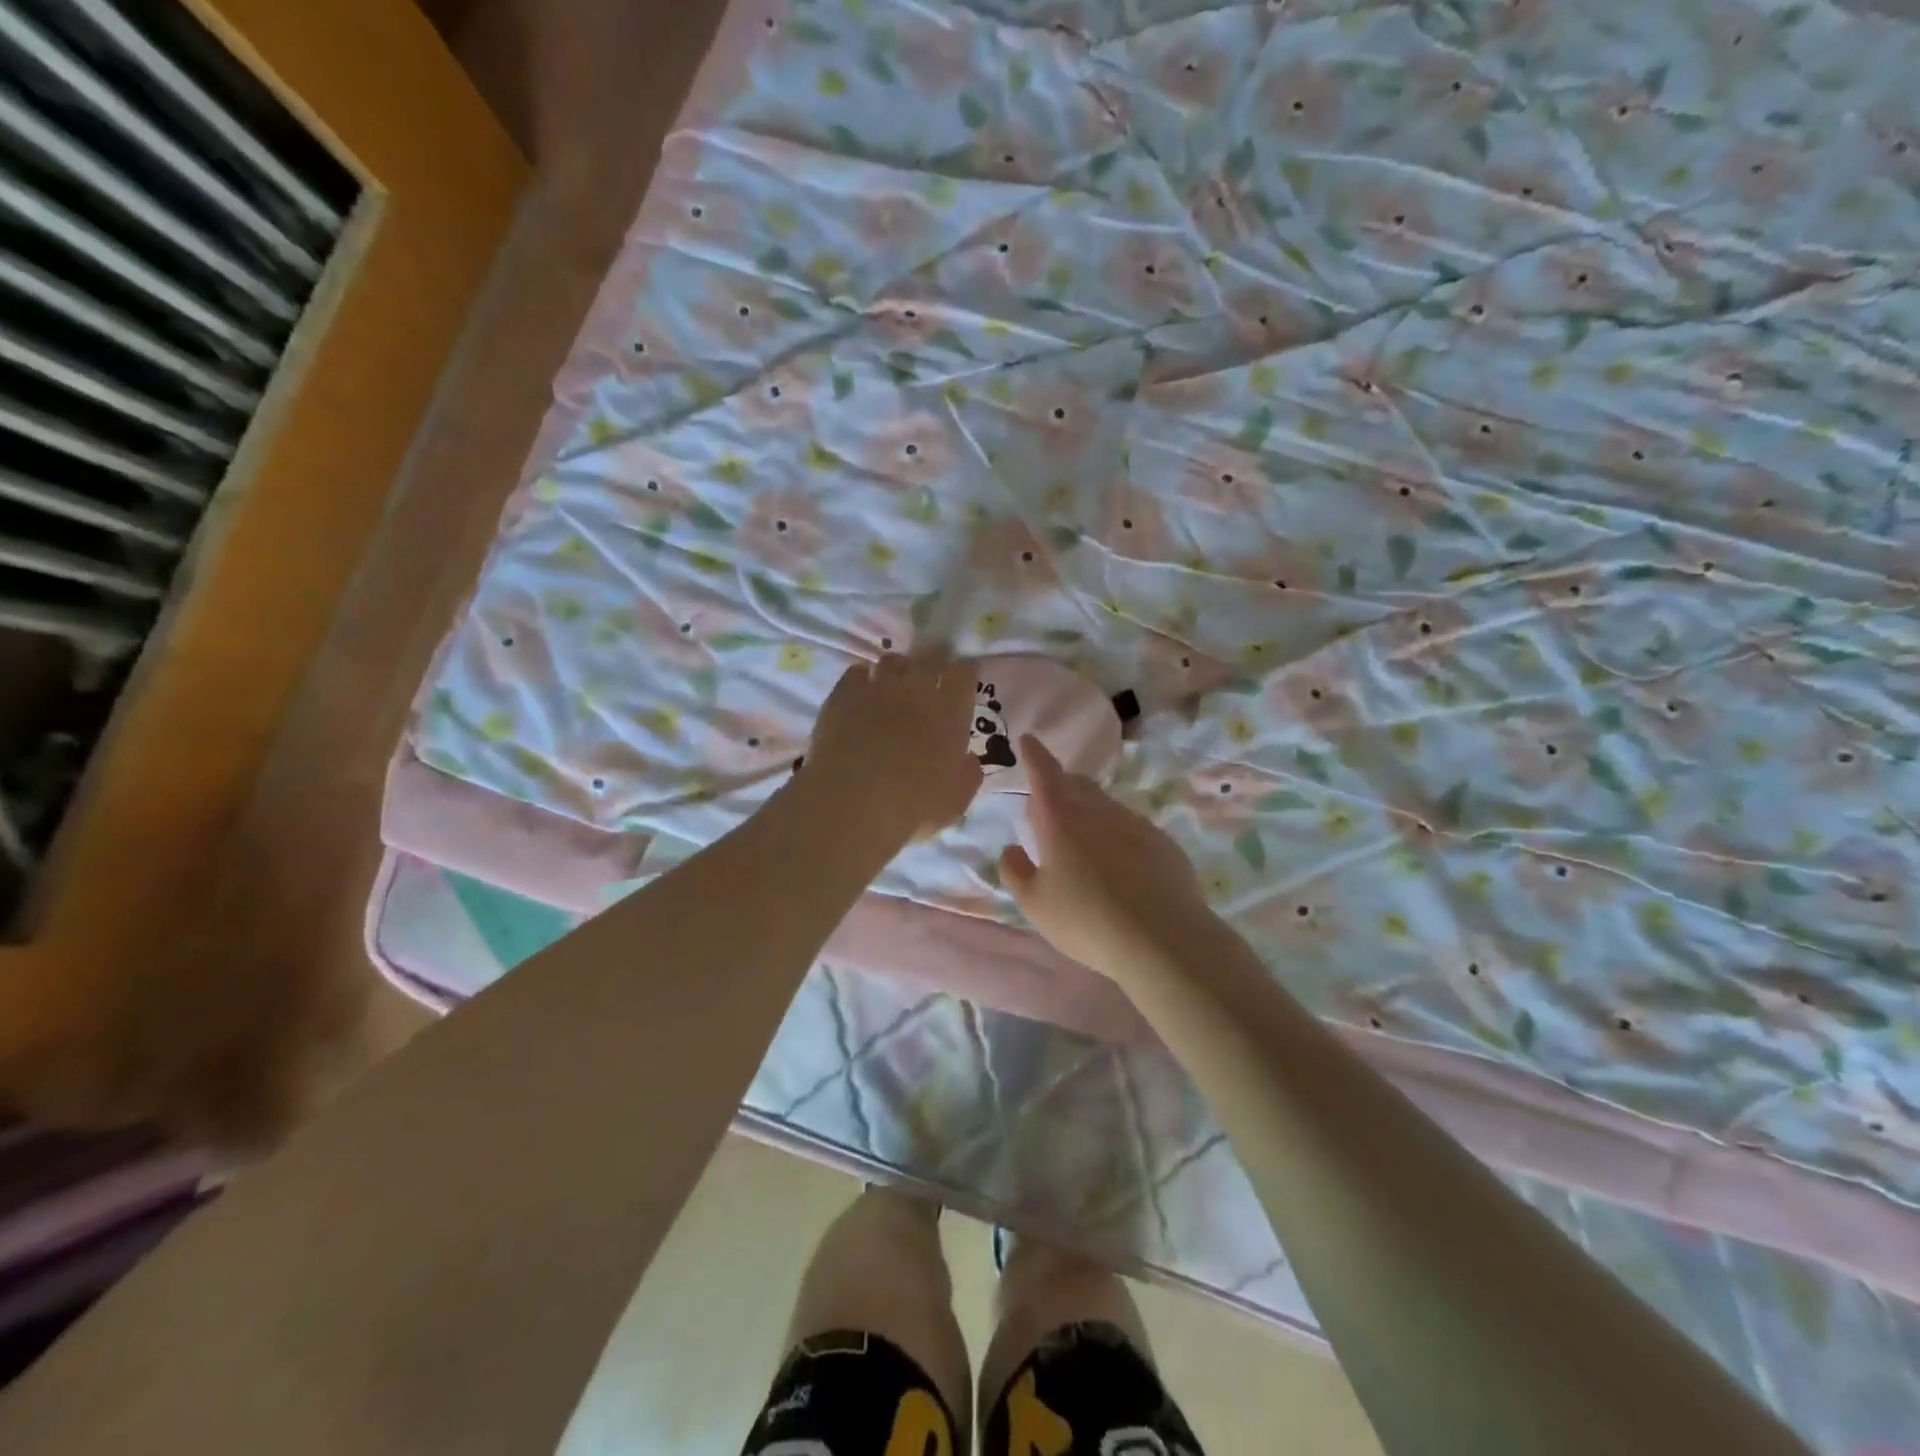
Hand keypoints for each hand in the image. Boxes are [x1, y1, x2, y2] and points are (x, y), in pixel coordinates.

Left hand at [804, 652, 982, 844]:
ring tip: (896, 681)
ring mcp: (877, 688)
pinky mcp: (843, 695)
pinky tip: (863, 688)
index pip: (964, 674)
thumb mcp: (956, 799)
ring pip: (892, 661)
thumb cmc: (913, 804)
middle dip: (934, 660)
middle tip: (933, 672)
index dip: (965, 672)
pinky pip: (857, 671)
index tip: (964, 677)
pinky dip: (863, 676)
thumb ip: (968, 773)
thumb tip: (968, 759)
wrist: (853, 801)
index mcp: (950, 712)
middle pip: (930, 658)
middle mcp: (916, 689)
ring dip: (899, 668)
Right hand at [999, 735, 1213, 980]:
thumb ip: (1016, 872)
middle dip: (1061, 785)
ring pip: (1105, 806)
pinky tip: (1120, 870)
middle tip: (1050, 805)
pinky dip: (1118, 838)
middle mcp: (1098, 811)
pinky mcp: (1162, 842)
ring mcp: (1135, 823)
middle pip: (1077, 784)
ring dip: (1090, 814)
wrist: (1162, 939)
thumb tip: (1011, 850)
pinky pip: (1131, 829)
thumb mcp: (1035, 904)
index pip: (1043, 772)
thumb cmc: (1086, 920)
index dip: (1033, 754)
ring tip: (1084, 847)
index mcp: (1060, 819)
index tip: (1028, 739)